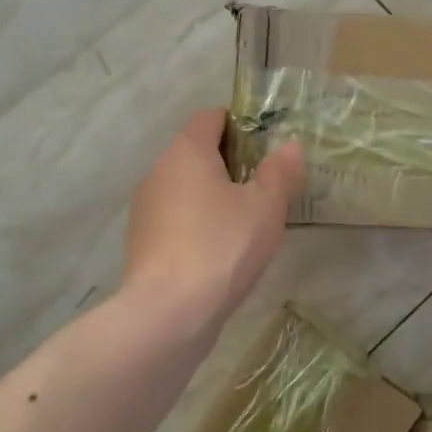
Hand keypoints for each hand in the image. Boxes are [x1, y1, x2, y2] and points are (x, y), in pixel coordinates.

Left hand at [123, 108, 304, 325]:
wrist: (168, 314)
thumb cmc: (222, 246)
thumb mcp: (266, 207)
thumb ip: (281, 171)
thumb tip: (290, 146)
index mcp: (187, 152)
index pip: (211, 116)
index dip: (241, 124)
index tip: (268, 147)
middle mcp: (159, 171)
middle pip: (197, 151)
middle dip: (231, 163)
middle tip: (266, 186)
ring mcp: (145, 208)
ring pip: (186, 187)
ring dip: (213, 195)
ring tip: (247, 221)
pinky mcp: (142, 242)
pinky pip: (176, 218)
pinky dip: (197, 223)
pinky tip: (221, 250)